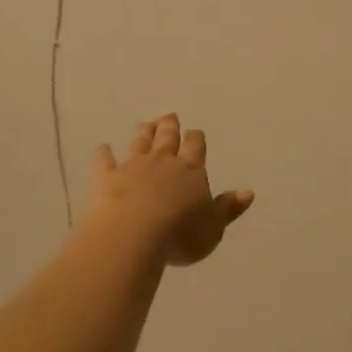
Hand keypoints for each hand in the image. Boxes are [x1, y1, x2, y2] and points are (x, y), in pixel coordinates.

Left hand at [88, 114, 254, 266]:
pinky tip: (102, 148)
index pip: (196, 146)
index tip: (195, 133)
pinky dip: (103, 153)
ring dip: (144, 132)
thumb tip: (248, 192)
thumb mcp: (213, 227)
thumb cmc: (180, 234)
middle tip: (169, 116)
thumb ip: (228, 208)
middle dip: (170, 126)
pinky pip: (104, 161)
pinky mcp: (107, 178)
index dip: (196, 138)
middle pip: (167, 137)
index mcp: (191, 170)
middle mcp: (163, 162)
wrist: (134, 234)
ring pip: (140, 142)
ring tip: (147, 123)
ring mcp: (133, 166)